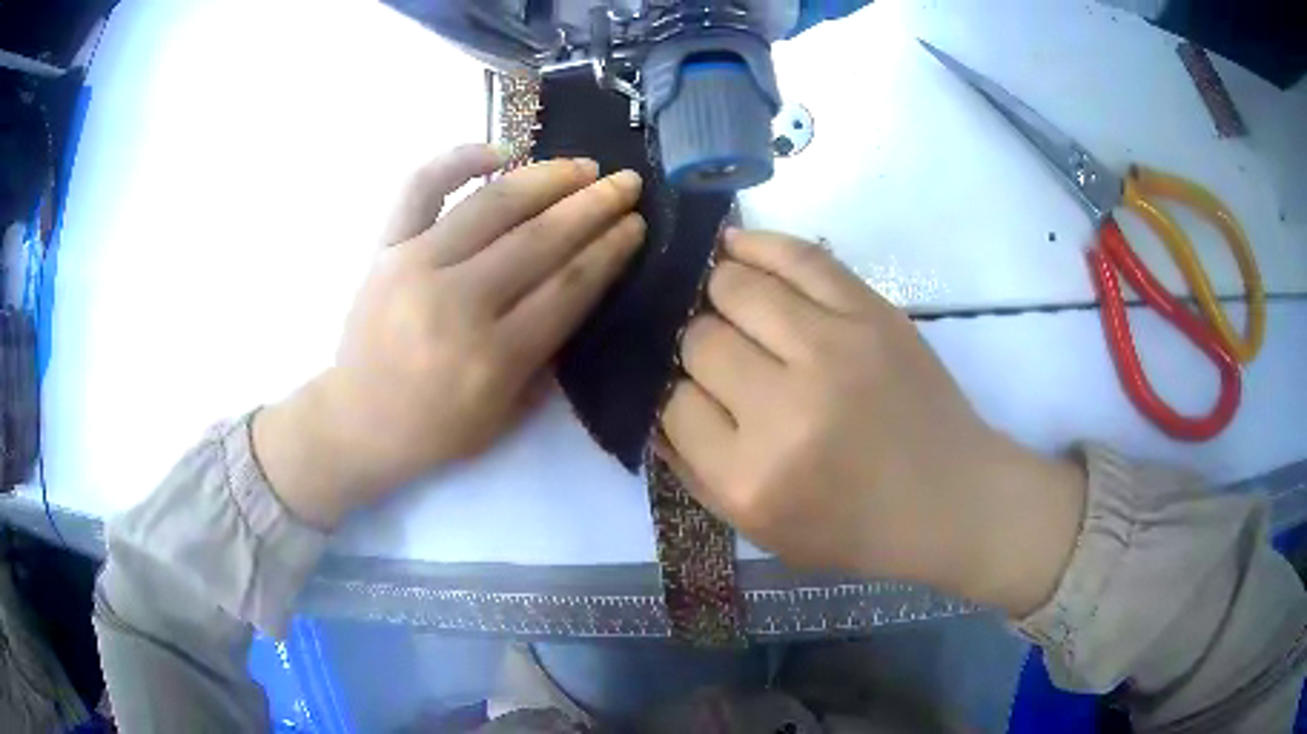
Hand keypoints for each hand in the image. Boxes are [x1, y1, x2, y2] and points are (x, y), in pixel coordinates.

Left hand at [255, 145, 644, 528]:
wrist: (356, 421)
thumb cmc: (435, 429)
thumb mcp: (506, 415)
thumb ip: (547, 355)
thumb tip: (580, 285)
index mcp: (493, 358)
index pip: (569, 286)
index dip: (610, 249)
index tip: (637, 224)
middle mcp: (457, 303)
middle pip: (541, 239)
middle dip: (595, 206)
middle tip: (627, 183)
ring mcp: (416, 266)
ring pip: (493, 204)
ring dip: (548, 177)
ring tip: (584, 166)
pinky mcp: (385, 248)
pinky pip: (421, 188)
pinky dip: (459, 159)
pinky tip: (499, 150)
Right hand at [659, 230, 1085, 615]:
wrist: (950, 498)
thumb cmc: (855, 528)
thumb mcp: (761, 530)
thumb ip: (693, 472)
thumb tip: (652, 402)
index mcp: (751, 478)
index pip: (673, 404)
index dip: (673, 392)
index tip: (690, 391)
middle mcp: (784, 410)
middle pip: (699, 340)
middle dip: (693, 344)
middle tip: (713, 352)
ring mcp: (833, 350)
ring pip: (735, 287)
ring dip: (714, 289)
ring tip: (716, 296)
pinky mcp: (871, 313)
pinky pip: (798, 257)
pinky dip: (756, 244)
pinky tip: (732, 245)